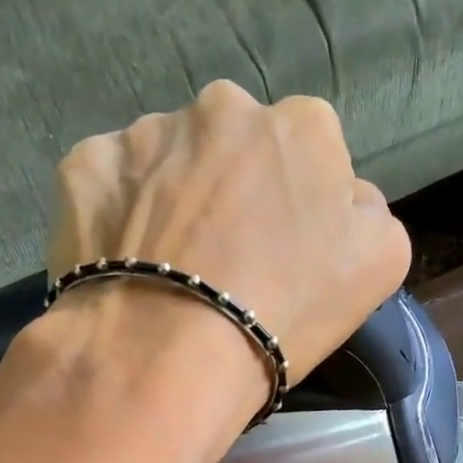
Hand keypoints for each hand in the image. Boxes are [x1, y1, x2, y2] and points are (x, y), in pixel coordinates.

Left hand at [45, 80, 410, 385]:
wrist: (168, 354)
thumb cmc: (282, 313)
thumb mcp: (378, 264)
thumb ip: (367, 210)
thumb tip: (342, 195)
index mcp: (302, 126)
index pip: (307, 151)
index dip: (294, 204)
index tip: (278, 252)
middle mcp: (222, 107)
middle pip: (232, 146)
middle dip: (230, 188)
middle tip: (218, 260)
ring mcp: (146, 132)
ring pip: (166, 160)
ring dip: (169, 198)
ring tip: (163, 268)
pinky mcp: (84, 165)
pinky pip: (107, 183)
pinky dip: (114, 214)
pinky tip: (120, 263)